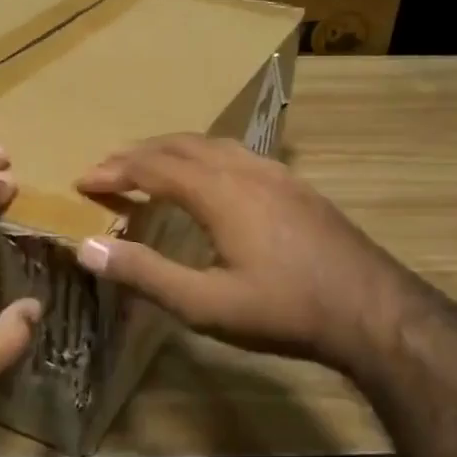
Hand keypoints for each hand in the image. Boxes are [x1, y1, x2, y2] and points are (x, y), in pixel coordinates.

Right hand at [74, 134, 393, 370]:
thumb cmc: (284, 310)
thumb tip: (85, 248)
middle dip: (138, 154)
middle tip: (107, 169)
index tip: (83, 181)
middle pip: (179, 146)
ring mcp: (276, 174)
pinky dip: (204, 156)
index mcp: (219, 192)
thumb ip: (144, 274)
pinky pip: (237, 154)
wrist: (374, 311)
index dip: (114, 171)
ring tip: (149, 165)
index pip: (152, 167)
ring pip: (212, 144)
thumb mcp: (205, 303)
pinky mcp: (296, 186)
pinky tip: (210, 176)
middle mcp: (244, 170)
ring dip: (172, 150)